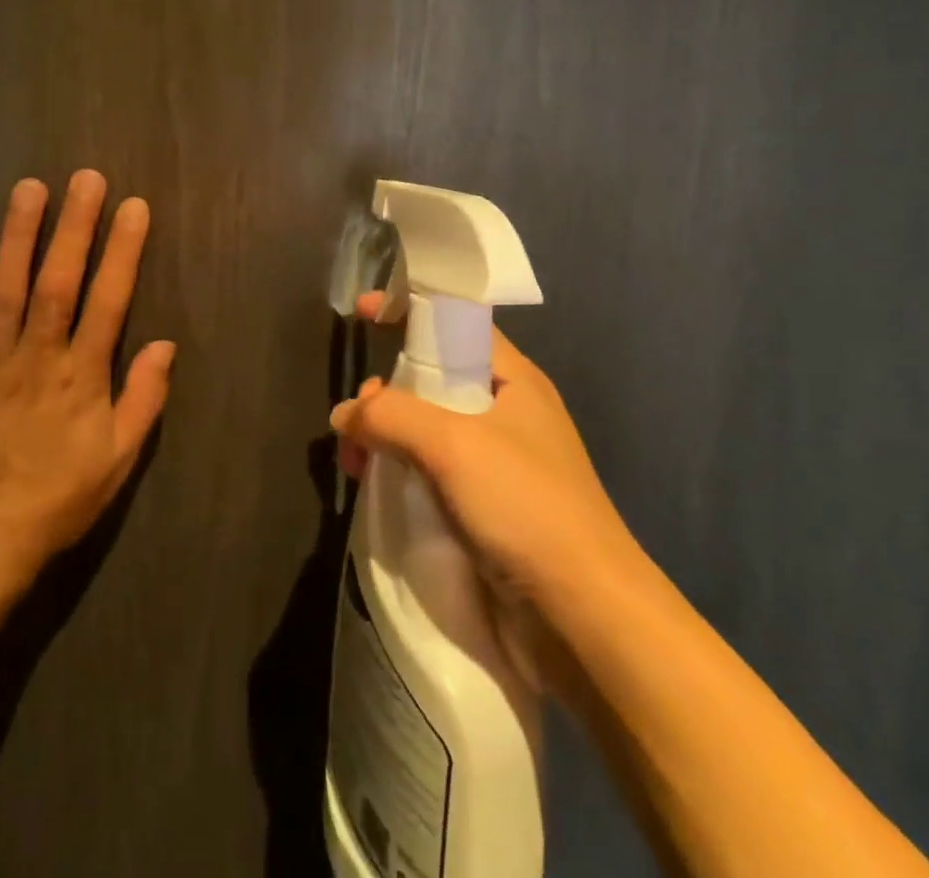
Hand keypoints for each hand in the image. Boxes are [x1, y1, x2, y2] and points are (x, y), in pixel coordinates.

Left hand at [0, 170, 174, 584]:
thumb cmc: (56, 500)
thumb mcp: (118, 460)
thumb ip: (144, 399)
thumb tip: (165, 345)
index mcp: (81, 376)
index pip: (109, 300)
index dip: (123, 250)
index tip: (133, 207)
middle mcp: (36, 356)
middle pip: (59, 281)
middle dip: (75, 226)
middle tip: (86, 178)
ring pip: (4, 287)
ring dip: (18, 235)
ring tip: (29, 188)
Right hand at [330, 293, 641, 630]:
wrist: (584, 618)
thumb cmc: (525, 505)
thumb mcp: (452, 443)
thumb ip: (391, 414)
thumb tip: (344, 414)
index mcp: (513, 380)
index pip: (456, 323)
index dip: (410, 310)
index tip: (362, 313)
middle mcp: (507, 413)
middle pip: (433, 380)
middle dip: (387, 391)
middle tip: (357, 421)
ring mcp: (498, 464)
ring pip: (427, 430)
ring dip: (388, 437)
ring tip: (356, 463)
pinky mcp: (487, 509)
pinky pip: (432, 473)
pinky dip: (401, 473)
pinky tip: (376, 490)